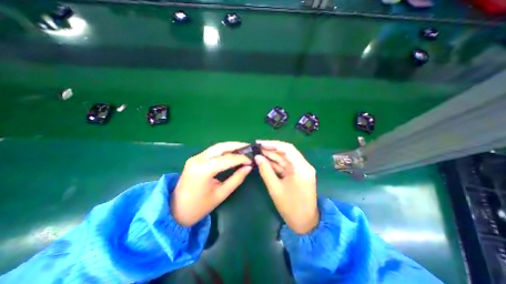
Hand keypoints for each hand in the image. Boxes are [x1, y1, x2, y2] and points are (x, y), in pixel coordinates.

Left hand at [172, 143, 252, 226]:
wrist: (175, 211)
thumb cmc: (199, 207)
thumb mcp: (221, 194)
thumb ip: (236, 179)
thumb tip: (248, 167)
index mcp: (203, 170)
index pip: (227, 159)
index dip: (241, 158)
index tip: (251, 161)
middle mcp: (198, 159)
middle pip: (221, 147)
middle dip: (236, 145)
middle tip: (248, 147)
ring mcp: (195, 158)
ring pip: (216, 147)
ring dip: (230, 146)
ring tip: (242, 148)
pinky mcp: (195, 159)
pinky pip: (212, 151)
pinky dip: (224, 150)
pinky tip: (231, 152)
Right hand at [256, 139, 316, 234]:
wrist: (305, 222)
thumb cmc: (290, 208)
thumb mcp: (275, 188)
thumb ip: (265, 170)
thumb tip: (257, 157)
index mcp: (301, 168)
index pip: (287, 149)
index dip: (272, 144)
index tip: (259, 143)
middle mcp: (303, 165)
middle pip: (286, 151)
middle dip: (270, 148)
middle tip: (256, 147)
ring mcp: (301, 169)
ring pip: (285, 157)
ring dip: (272, 154)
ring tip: (258, 151)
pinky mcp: (298, 173)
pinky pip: (285, 164)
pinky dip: (275, 162)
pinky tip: (265, 159)